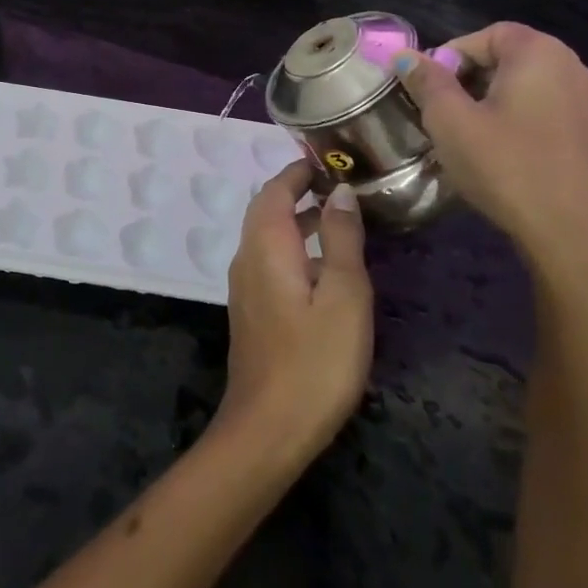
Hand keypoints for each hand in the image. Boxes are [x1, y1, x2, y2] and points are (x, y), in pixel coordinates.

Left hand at [214, 163, 372, 467]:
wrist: (267, 428)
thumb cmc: (315, 360)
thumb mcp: (343, 295)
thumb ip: (341, 239)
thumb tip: (340, 191)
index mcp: (266, 244)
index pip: (276, 189)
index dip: (299, 171)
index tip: (327, 159)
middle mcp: (247, 256)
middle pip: (267, 209)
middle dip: (298, 191)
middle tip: (339, 185)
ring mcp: (245, 285)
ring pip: (267, 236)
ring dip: (297, 220)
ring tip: (338, 219)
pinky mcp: (252, 310)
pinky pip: (269, 260)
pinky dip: (293, 247)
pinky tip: (322, 268)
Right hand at [392, 23, 587, 309]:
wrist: (584, 243)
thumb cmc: (509, 170)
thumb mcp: (451, 123)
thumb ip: (427, 82)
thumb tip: (406, 56)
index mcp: (542, 56)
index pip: (491, 33)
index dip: (455, 53)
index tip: (433, 87)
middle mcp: (582, 73)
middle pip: (521, 61)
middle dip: (480, 80)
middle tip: (453, 115)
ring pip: (547, 96)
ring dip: (513, 107)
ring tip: (488, 143)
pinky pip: (569, 128)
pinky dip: (544, 135)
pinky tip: (528, 168)